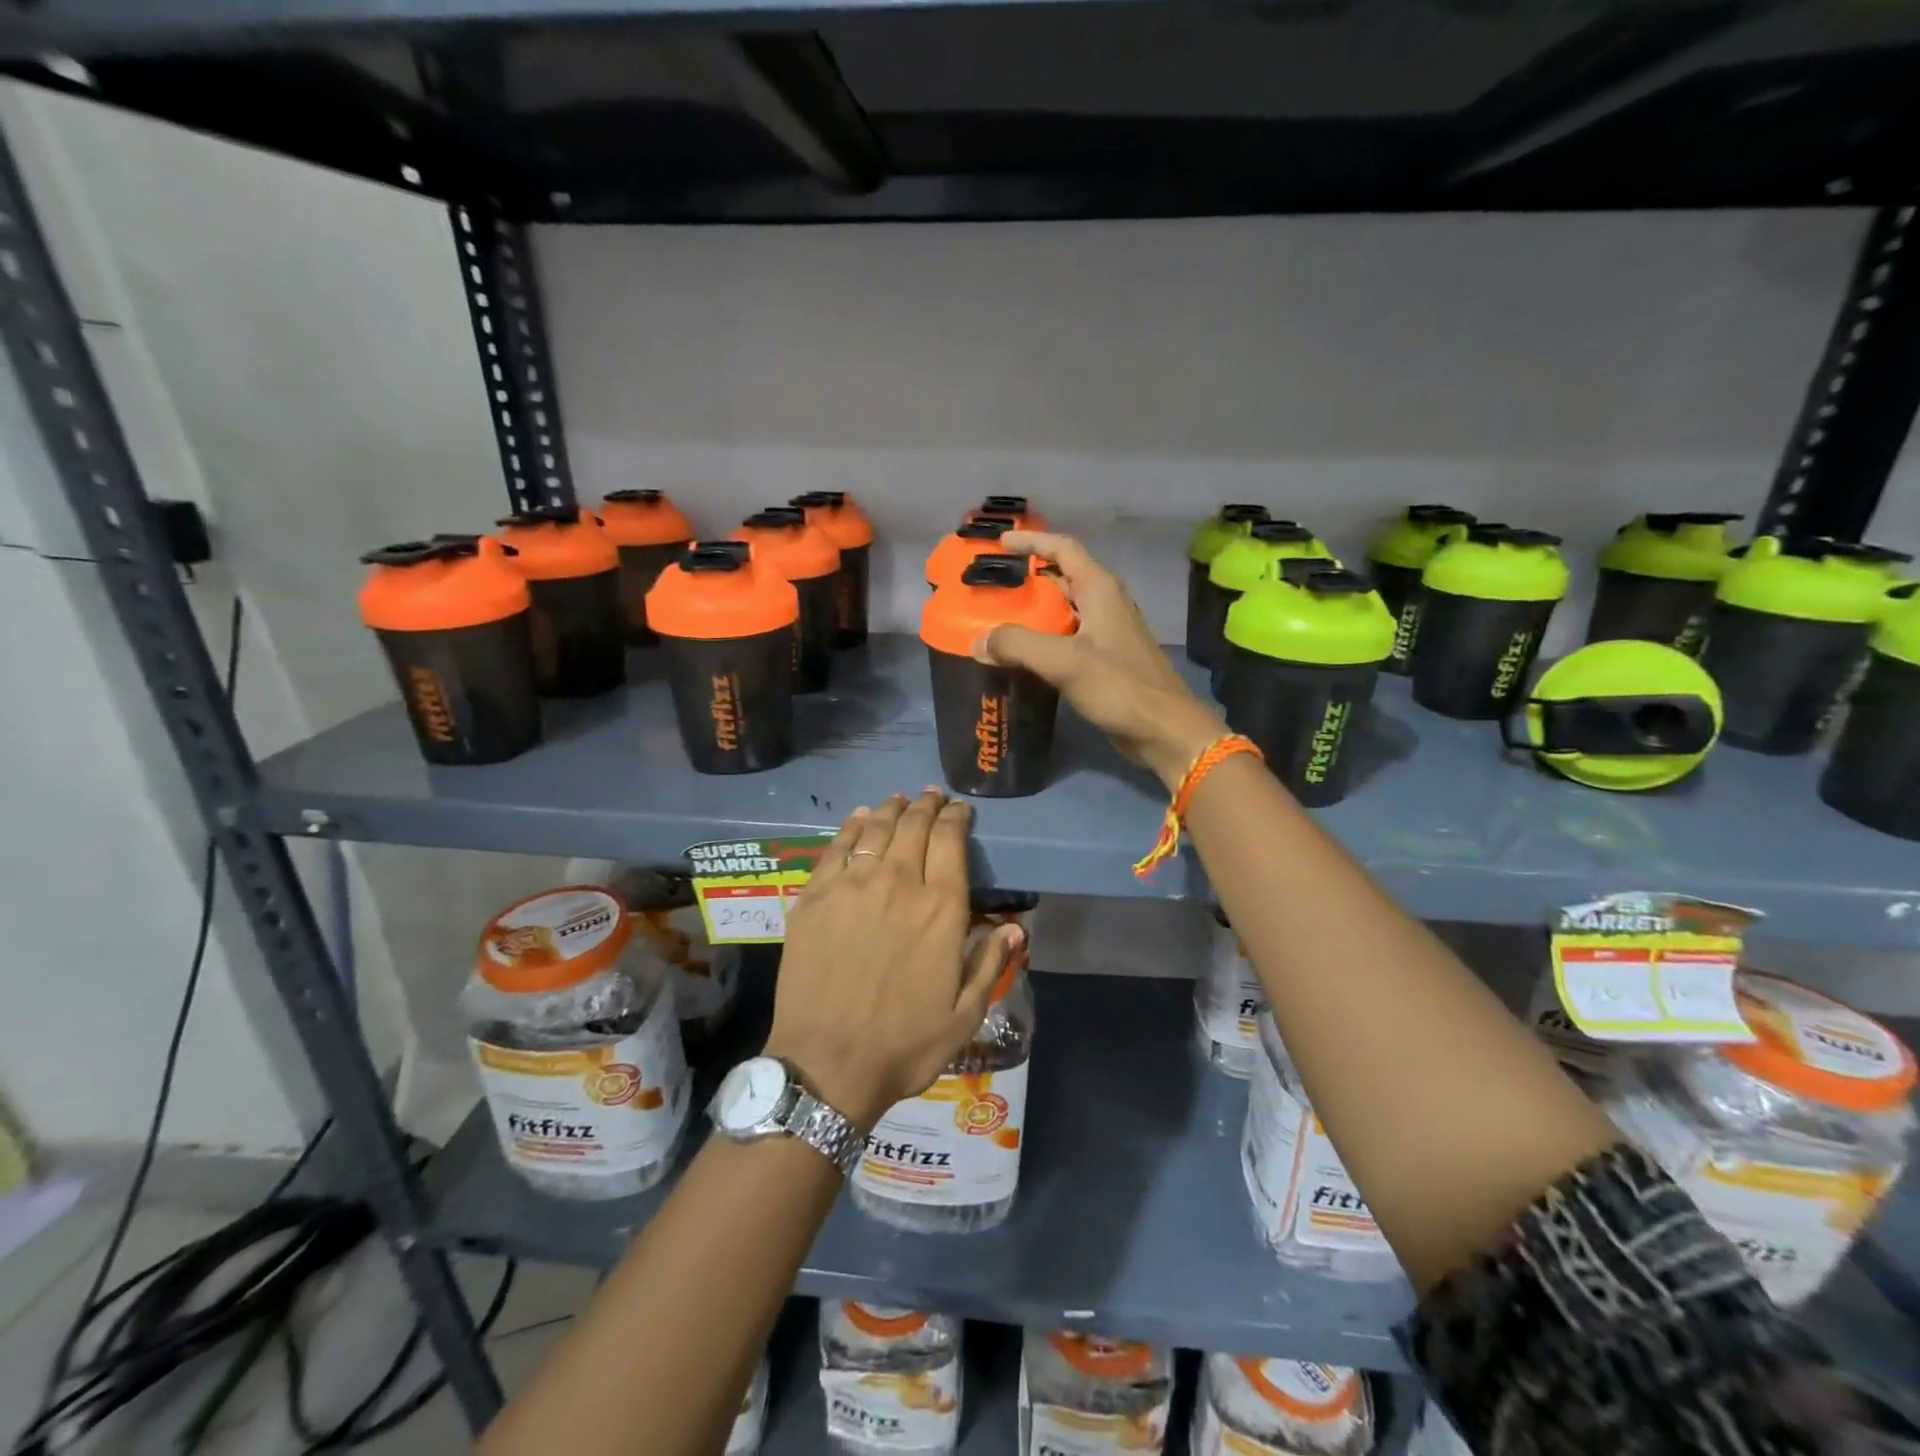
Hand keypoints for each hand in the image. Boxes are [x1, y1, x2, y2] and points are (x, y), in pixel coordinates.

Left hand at [764, 791, 1023, 1131]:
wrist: (827, 1065)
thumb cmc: (904, 1045)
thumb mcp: (964, 1015)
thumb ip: (989, 964)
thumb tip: (1013, 927)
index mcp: (940, 909)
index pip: (951, 842)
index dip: (956, 818)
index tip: (959, 809)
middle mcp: (898, 884)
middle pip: (914, 827)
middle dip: (926, 806)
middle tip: (931, 797)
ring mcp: (852, 886)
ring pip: (876, 830)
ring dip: (891, 810)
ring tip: (899, 800)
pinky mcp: (814, 896)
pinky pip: (836, 848)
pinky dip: (852, 827)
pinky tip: (859, 819)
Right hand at [983, 532, 1225, 787]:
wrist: (1164, 730)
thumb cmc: (1120, 686)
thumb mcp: (1065, 661)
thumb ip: (1018, 645)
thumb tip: (978, 642)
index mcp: (1100, 590)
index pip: (1063, 549)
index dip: (1031, 541)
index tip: (1000, 543)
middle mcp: (1105, 605)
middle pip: (1062, 578)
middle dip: (1028, 578)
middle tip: (992, 586)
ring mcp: (1107, 634)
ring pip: (1064, 612)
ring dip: (1033, 612)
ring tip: (997, 620)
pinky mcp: (1105, 662)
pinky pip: (1067, 640)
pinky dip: (1043, 641)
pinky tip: (1021, 657)